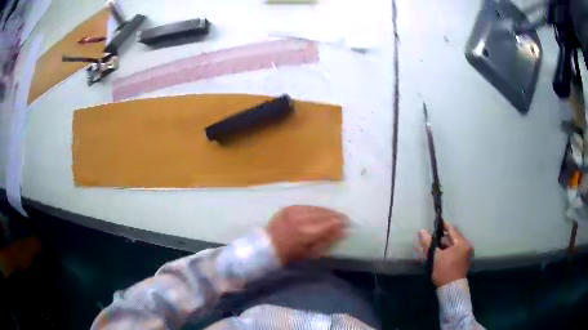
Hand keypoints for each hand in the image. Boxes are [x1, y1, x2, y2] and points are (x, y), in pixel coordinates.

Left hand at [267, 205, 347, 264]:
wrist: (267, 247)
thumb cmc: (289, 254)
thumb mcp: (310, 253)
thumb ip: (326, 241)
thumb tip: (341, 232)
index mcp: (307, 233)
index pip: (328, 224)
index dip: (339, 223)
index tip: (347, 223)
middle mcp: (301, 219)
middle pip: (323, 214)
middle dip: (335, 215)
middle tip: (343, 218)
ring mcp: (294, 212)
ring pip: (315, 208)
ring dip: (326, 211)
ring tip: (334, 214)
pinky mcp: (288, 208)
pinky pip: (306, 206)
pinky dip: (315, 208)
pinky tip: (320, 211)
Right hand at [416, 222, 472, 286]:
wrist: (451, 290)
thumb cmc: (444, 271)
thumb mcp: (435, 256)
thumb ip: (428, 243)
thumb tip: (421, 231)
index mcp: (462, 243)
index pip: (451, 230)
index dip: (442, 226)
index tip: (435, 223)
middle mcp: (466, 246)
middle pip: (452, 238)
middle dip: (441, 238)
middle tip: (430, 238)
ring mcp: (465, 254)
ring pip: (452, 246)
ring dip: (443, 246)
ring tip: (432, 247)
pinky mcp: (463, 261)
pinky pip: (454, 252)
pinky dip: (446, 252)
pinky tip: (438, 255)